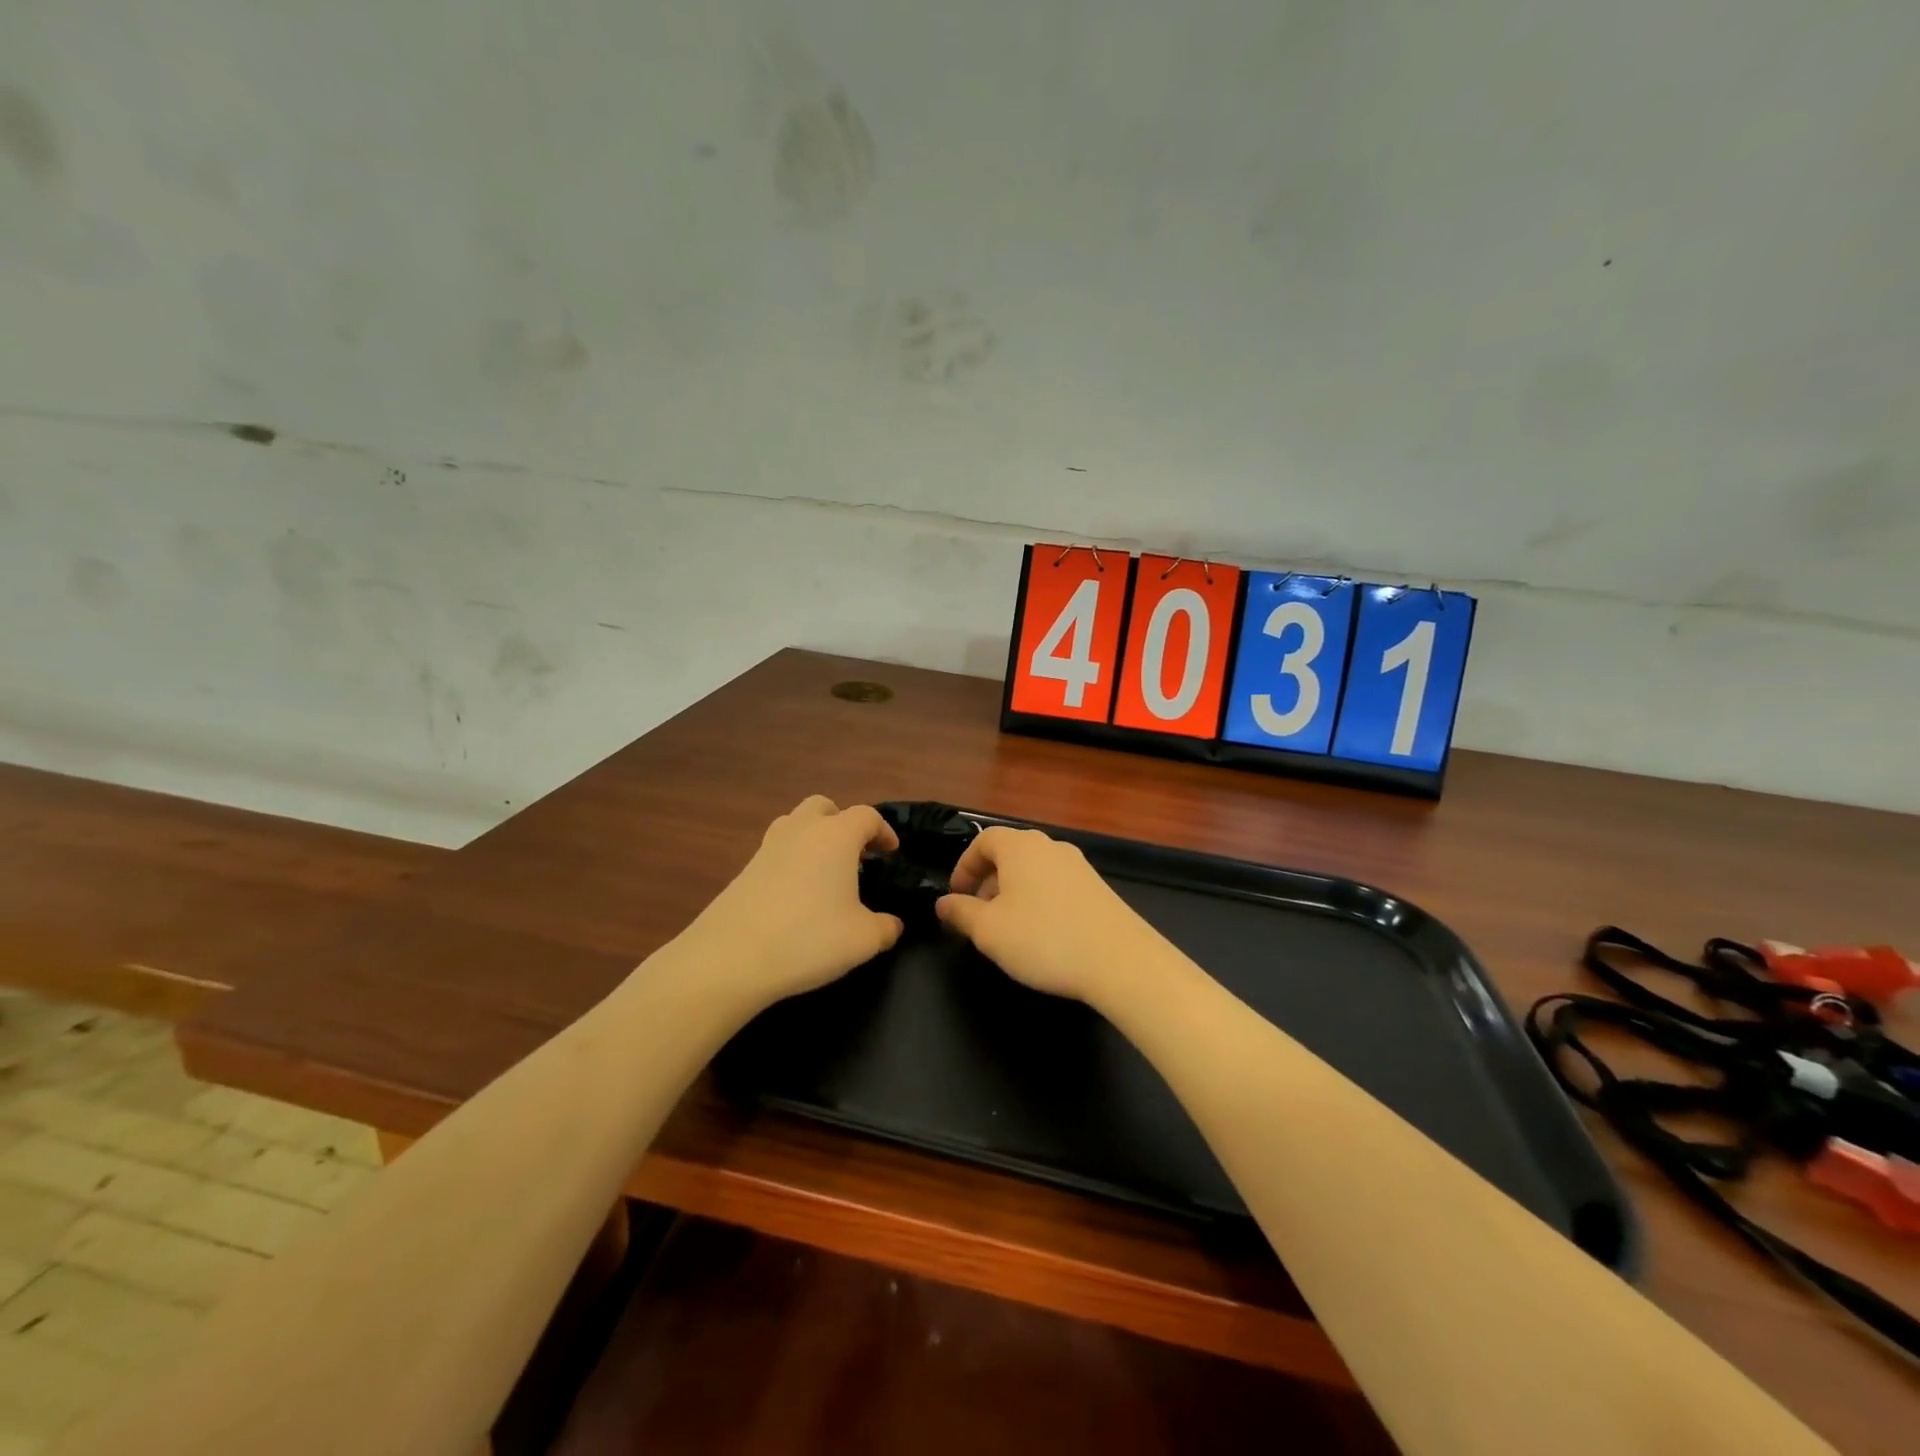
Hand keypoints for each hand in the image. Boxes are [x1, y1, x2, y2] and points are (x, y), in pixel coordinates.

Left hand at [674, 796, 903, 1009]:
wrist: (729, 958)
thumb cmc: (808, 939)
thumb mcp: (862, 940)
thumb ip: (886, 928)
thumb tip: (892, 925)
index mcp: (835, 836)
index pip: (866, 816)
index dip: (883, 831)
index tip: (891, 853)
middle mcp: (801, 831)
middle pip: (823, 807)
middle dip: (842, 823)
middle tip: (856, 854)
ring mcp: (767, 848)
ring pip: (795, 824)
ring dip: (813, 837)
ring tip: (825, 872)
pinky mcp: (744, 870)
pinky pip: (776, 851)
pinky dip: (792, 861)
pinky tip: (797, 896)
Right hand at [935, 826, 1171, 1002]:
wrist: (1121, 961)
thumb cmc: (1044, 939)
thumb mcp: (989, 931)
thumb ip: (961, 913)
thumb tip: (943, 902)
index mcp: (1020, 847)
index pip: (983, 840)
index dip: (964, 866)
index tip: (956, 896)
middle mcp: (1050, 846)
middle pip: (1010, 853)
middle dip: (988, 881)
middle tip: (978, 915)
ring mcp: (1078, 866)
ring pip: (1034, 870)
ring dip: (1013, 892)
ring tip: (1008, 929)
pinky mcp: (1098, 888)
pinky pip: (1056, 885)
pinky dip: (1039, 900)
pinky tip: (1042, 935)